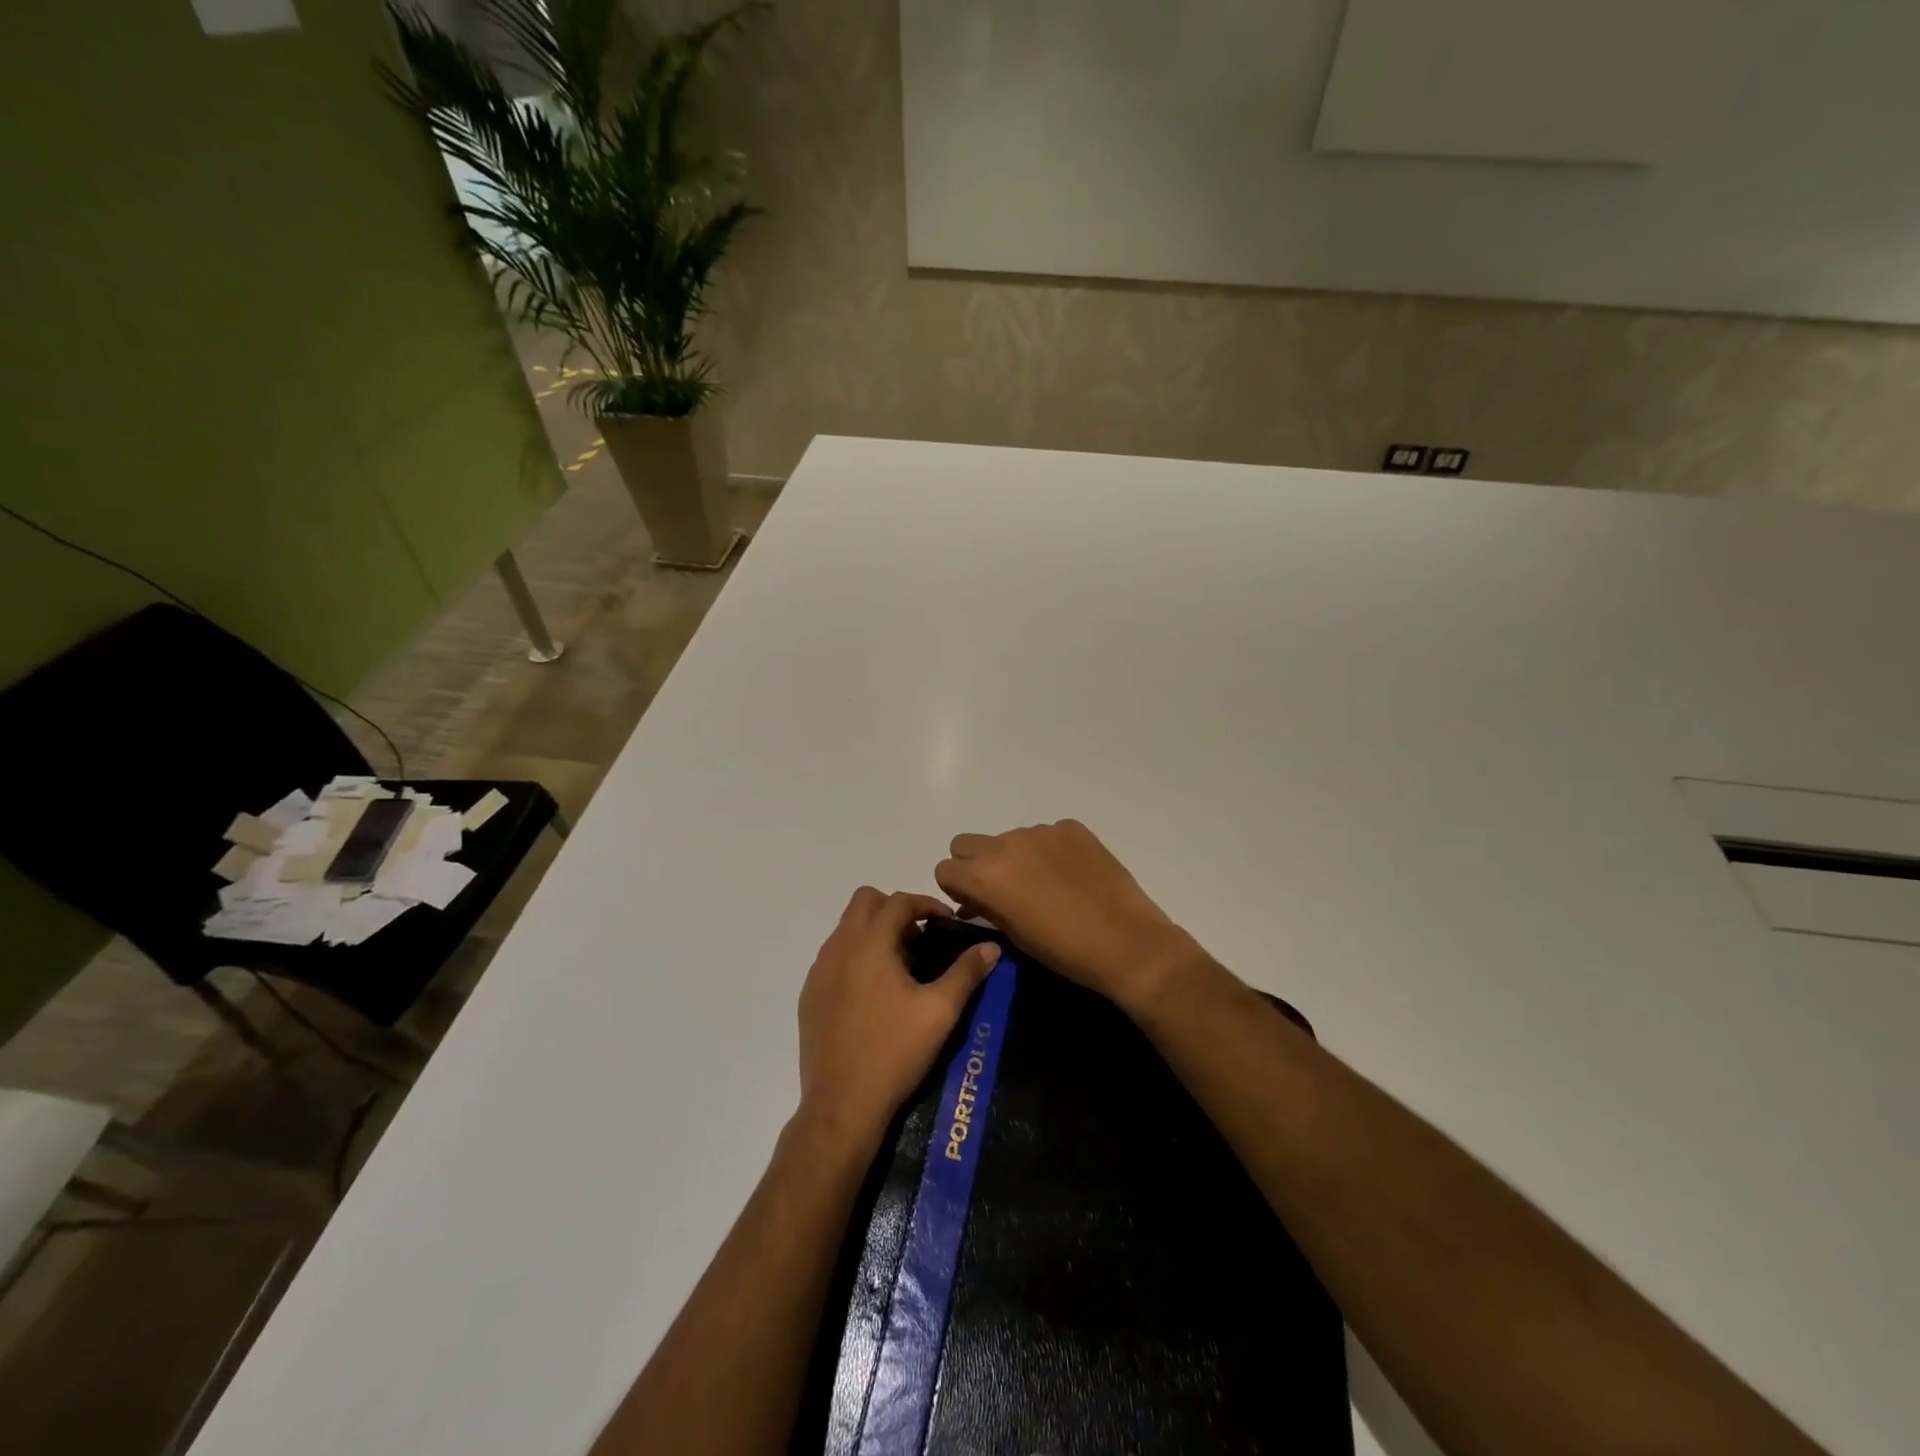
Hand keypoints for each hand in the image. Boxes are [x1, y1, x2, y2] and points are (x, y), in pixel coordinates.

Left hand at [796, 888, 1001, 1153]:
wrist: (842, 1104)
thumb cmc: (894, 1052)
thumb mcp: (940, 1011)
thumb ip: (967, 972)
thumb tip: (990, 947)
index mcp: (870, 944)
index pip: (899, 901)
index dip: (927, 903)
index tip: (947, 922)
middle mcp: (838, 947)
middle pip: (865, 901)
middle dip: (895, 909)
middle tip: (920, 938)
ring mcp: (818, 971)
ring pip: (846, 928)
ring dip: (874, 931)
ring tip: (901, 965)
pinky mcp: (809, 995)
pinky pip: (833, 956)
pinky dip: (855, 956)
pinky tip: (873, 992)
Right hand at [934, 820, 1202, 1011]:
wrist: (1126, 942)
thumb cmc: (1063, 951)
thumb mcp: (1013, 935)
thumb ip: (985, 908)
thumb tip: (972, 901)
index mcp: (985, 874)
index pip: (945, 868)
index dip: (956, 888)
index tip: (974, 903)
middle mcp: (1005, 844)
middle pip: (966, 843)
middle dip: (975, 864)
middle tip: (1001, 889)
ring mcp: (1040, 831)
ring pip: (1008, 838)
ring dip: (1015, 856)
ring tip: (1045, 885)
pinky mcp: (1071, 827)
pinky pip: (1045, 834)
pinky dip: (1049, 851)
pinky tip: (1071, 876)